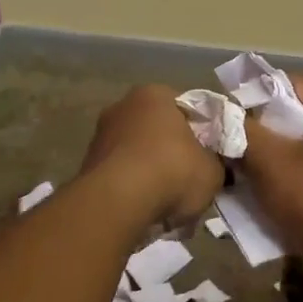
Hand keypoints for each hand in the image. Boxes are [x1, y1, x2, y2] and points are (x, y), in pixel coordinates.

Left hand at [81, 84, 224, 227]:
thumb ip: (215, 162)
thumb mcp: (213, 170)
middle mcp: (123, 106)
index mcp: (155, 94)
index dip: (202, 132)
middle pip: (158, 129)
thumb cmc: (172, 172)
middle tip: (189, 178)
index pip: (187, 108)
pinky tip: (146, 207)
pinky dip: (133, 187)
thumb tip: (211, 165)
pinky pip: (121, 174)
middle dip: (173, 151)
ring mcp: (100, 134)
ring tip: (168, 200)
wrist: (118, 203)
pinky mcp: (87, 164)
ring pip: (137, 152)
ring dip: (151, 171)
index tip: (210, 155)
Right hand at [241, 75, 302, 275]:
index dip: (268, 87)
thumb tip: (221, 114)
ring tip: (255, 160)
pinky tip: (277, 186)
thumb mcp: (269, 161)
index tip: (240, 101)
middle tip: (244, 132)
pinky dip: (299, 172)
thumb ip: (243, 131)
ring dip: (285, 150)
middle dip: (274, 122)